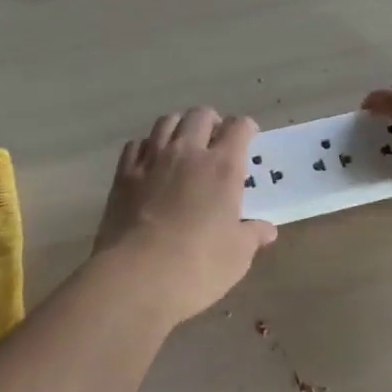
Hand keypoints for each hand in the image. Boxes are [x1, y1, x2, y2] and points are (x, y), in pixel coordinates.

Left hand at [93, 107, 277, 324]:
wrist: (136, 277)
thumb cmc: (197, 266)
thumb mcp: (237, 256)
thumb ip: (253, 235)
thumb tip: (267, 229)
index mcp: (222, 166)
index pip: (238, 127)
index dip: (246, 128)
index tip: (249, 139)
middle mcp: (187, 152)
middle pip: (200, 115)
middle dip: (212, 121)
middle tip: (215, 139)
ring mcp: (152, 159)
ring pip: (167, 121)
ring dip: (179, 126)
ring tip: (183, 143)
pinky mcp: (124, 174)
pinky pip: (136, 144)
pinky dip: (147, 145)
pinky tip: (150, 161)